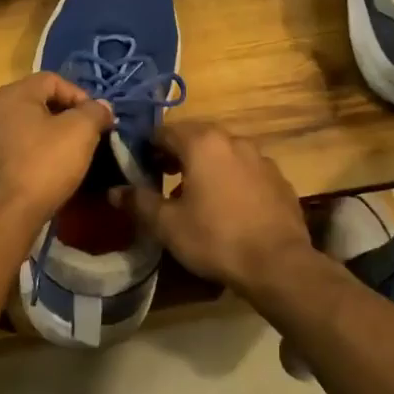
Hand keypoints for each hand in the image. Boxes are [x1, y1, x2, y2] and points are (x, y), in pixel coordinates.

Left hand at [0, 72, 114, 224]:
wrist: (5, 213)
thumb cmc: (44, 164)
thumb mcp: (81, 131)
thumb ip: (94, 112)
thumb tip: (101, 107)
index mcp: (14, 94)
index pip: (53, 80)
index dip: (80, 95)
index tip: (97, 119)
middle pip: (39, 103)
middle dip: (66, 116)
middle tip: (87, 135)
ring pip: (27, 128)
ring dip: (50, 136)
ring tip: (70, 155)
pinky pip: (17, 150)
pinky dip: (35, 155)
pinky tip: (48, 172)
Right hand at [110, 121, 314, 296]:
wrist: (278, 263)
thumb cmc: (216, 238)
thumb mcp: (167, 225)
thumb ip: (139, 202)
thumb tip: (114, 191)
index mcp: (203, 143)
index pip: (165, 130)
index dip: (148, 146)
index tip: (140, 166)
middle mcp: (233, 140)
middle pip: (197, 136)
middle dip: (177, 153)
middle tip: (163, 178)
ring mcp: (261, 157)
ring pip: (223, 152)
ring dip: (206, 165)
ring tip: (195, 194)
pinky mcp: (278, 178)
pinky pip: (246, 169)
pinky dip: (231, 177)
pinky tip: (228, 206)